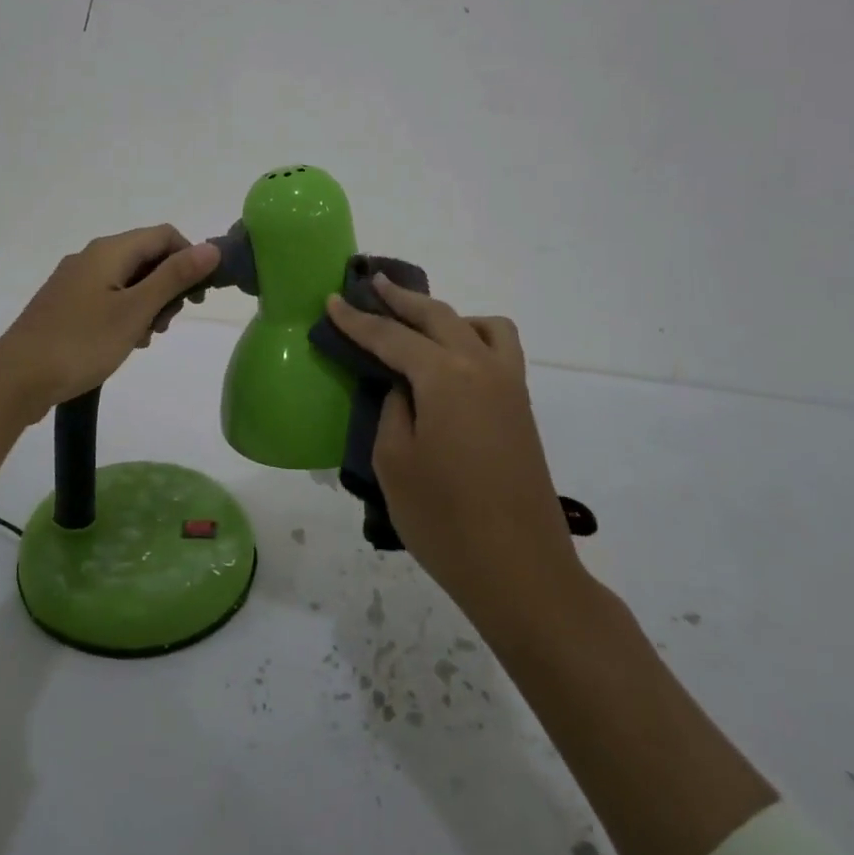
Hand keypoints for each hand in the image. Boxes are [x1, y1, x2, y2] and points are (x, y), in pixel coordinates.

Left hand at [0, 225, 218, 411]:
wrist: (16, 379)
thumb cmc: (81, 343)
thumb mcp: (135, 311)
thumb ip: (174, 277)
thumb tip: (212, 248)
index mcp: (109, 251)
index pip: (164, 235)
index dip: (190, 259)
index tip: (197, 297)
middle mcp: (91, 257)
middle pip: (146, 257)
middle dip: (168, 286)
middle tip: (166, 324)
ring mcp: (75, 281)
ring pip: (128, 280)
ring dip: (148, 304)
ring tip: (145, 338)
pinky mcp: (66, 304)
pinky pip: (108, 298)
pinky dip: (125, 314)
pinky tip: (124, 343)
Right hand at [324, 278, 586, 627]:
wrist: (521, 570)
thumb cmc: (445, 520)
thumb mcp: (394, 462)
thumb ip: (392, 410)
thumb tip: (403, 389)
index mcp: (446, 376)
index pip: (392, 337)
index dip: (357, 320)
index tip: (332, 300)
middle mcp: (482, 367)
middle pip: (438, 316)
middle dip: (401, 299)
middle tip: (372, 284)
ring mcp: (509, 386)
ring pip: (480, 326)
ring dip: (446, 315)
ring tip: (418, 325)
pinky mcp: (521, 409)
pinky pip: (499, 350)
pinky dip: (473, 338)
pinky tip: (452, 364)